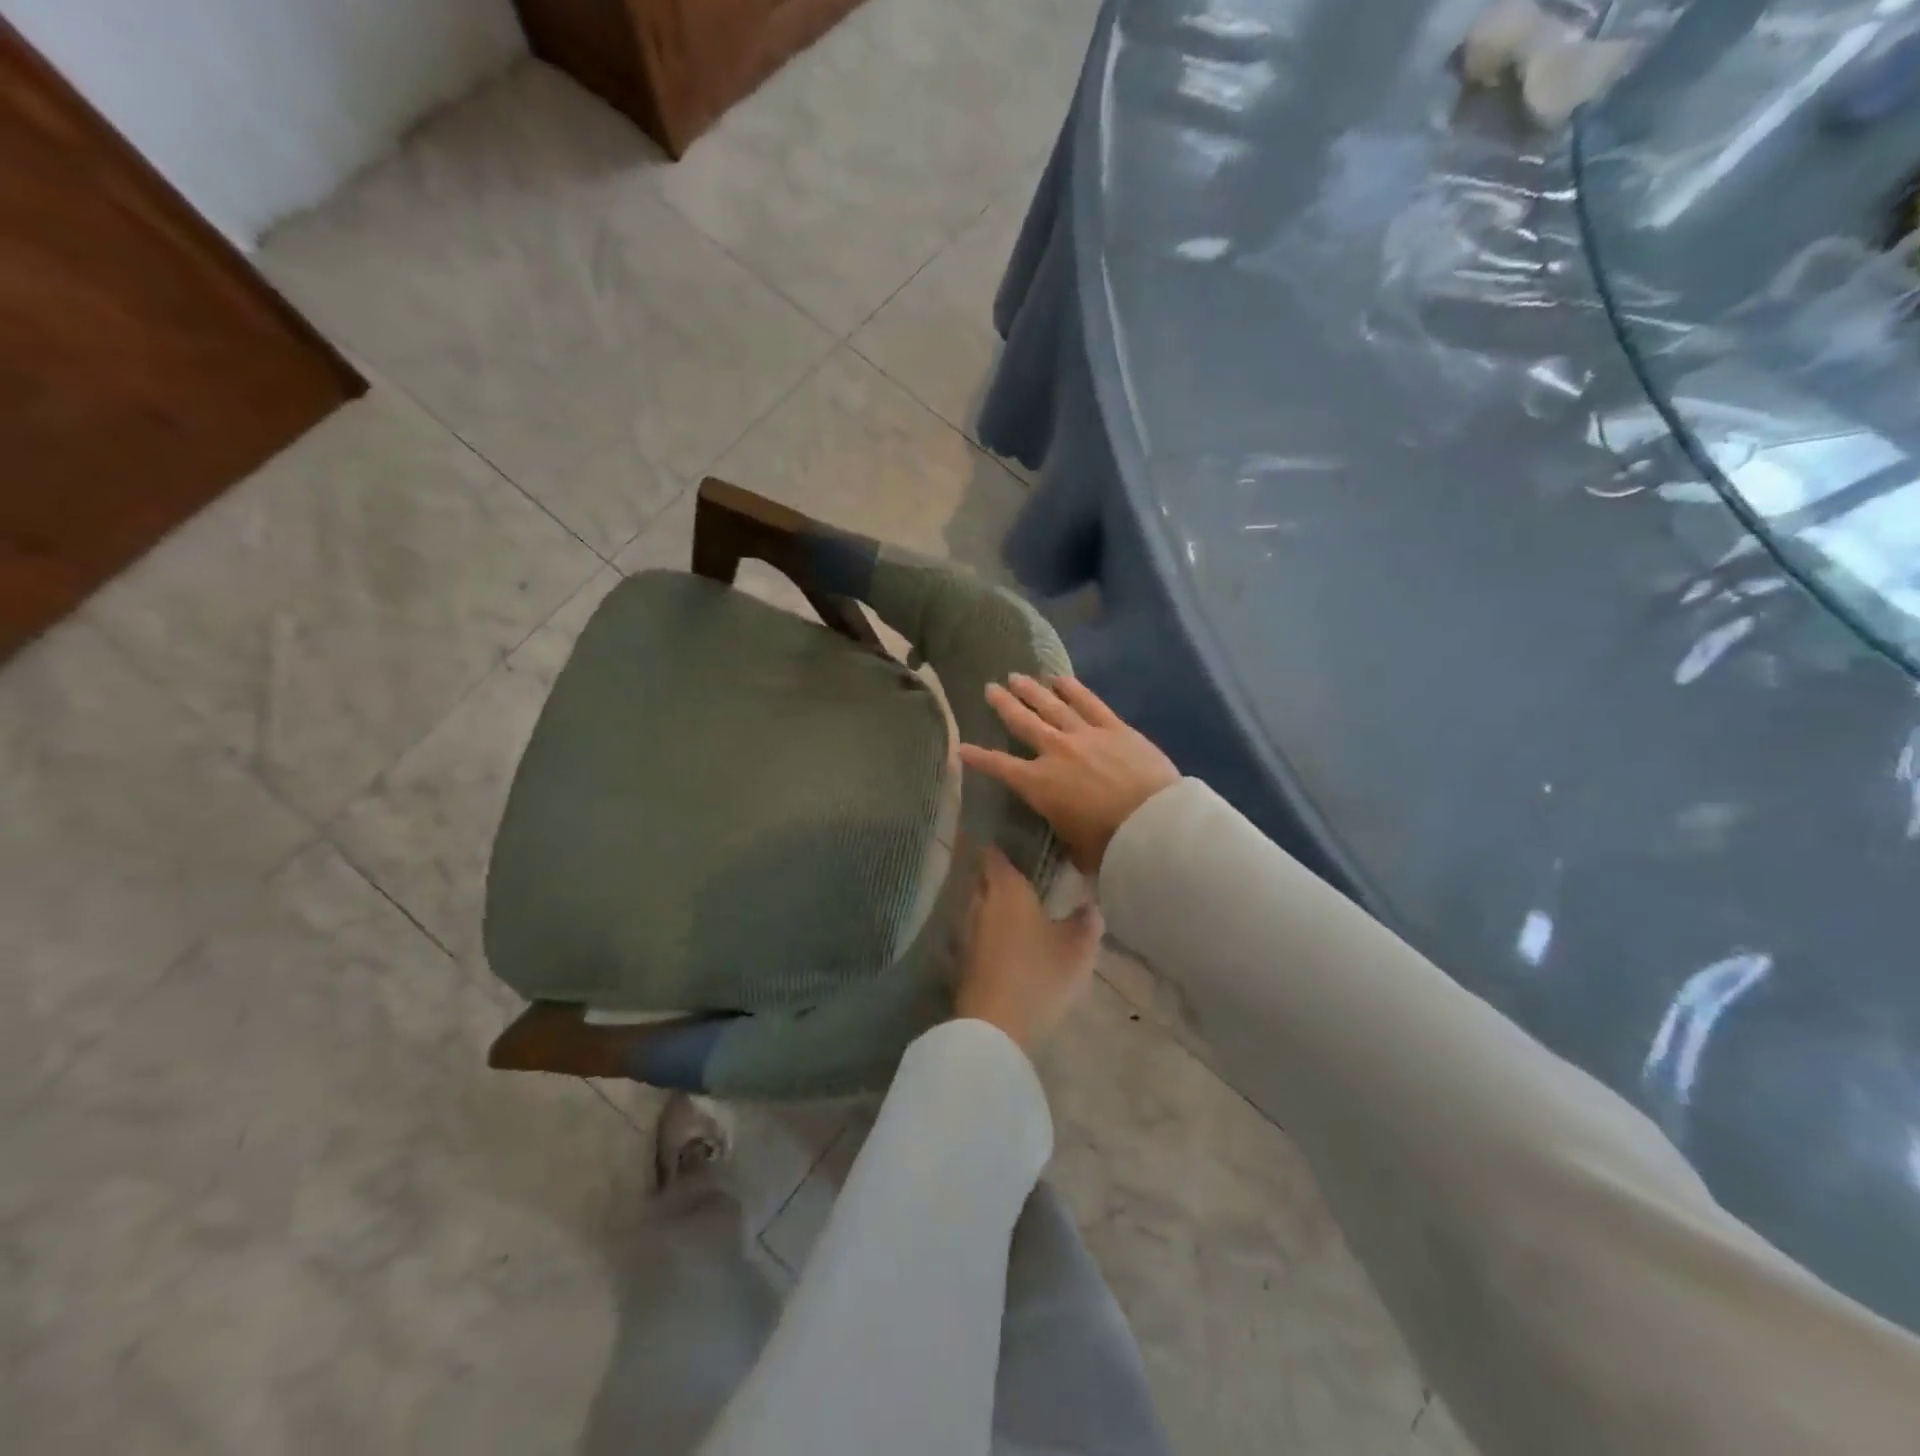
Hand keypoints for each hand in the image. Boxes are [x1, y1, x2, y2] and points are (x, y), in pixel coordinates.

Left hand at [954, 846, 1101, 1050]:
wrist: (995, 1024)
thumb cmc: (1039, 974)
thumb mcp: (1078, 949)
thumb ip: (1086, 922)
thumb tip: (1090, 905)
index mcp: (1007, 889)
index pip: (995, 855)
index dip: (1000, 847)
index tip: (1012, 843)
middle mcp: (980, 903)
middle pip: (982, 878)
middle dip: (996, 875)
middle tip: (1019, 876)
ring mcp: (966, 932)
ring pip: (977, 906)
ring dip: (991, 905)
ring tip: (1014, 909)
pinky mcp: (961, 960)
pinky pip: (974, 933)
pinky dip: (986, 931)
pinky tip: (1002, 942)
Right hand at [958, 675, 1179, 874]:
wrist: (1153, 825)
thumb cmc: (1108, 845)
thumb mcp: (1072, 846)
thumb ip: (1061, 829)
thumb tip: (1061, 827)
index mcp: (1038, 784)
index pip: (999, 766)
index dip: (978, 757)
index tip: (962, 747)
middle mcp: (1055, 752)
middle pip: (1023, 722)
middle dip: (1003, 705)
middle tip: (989, 688)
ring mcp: (1085, 735)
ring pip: (1052, 706)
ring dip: (1032, 690)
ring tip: (1016, 677)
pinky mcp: (1115, 728)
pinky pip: (1089, 702)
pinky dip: (1073, 689)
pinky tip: (1060, 678)